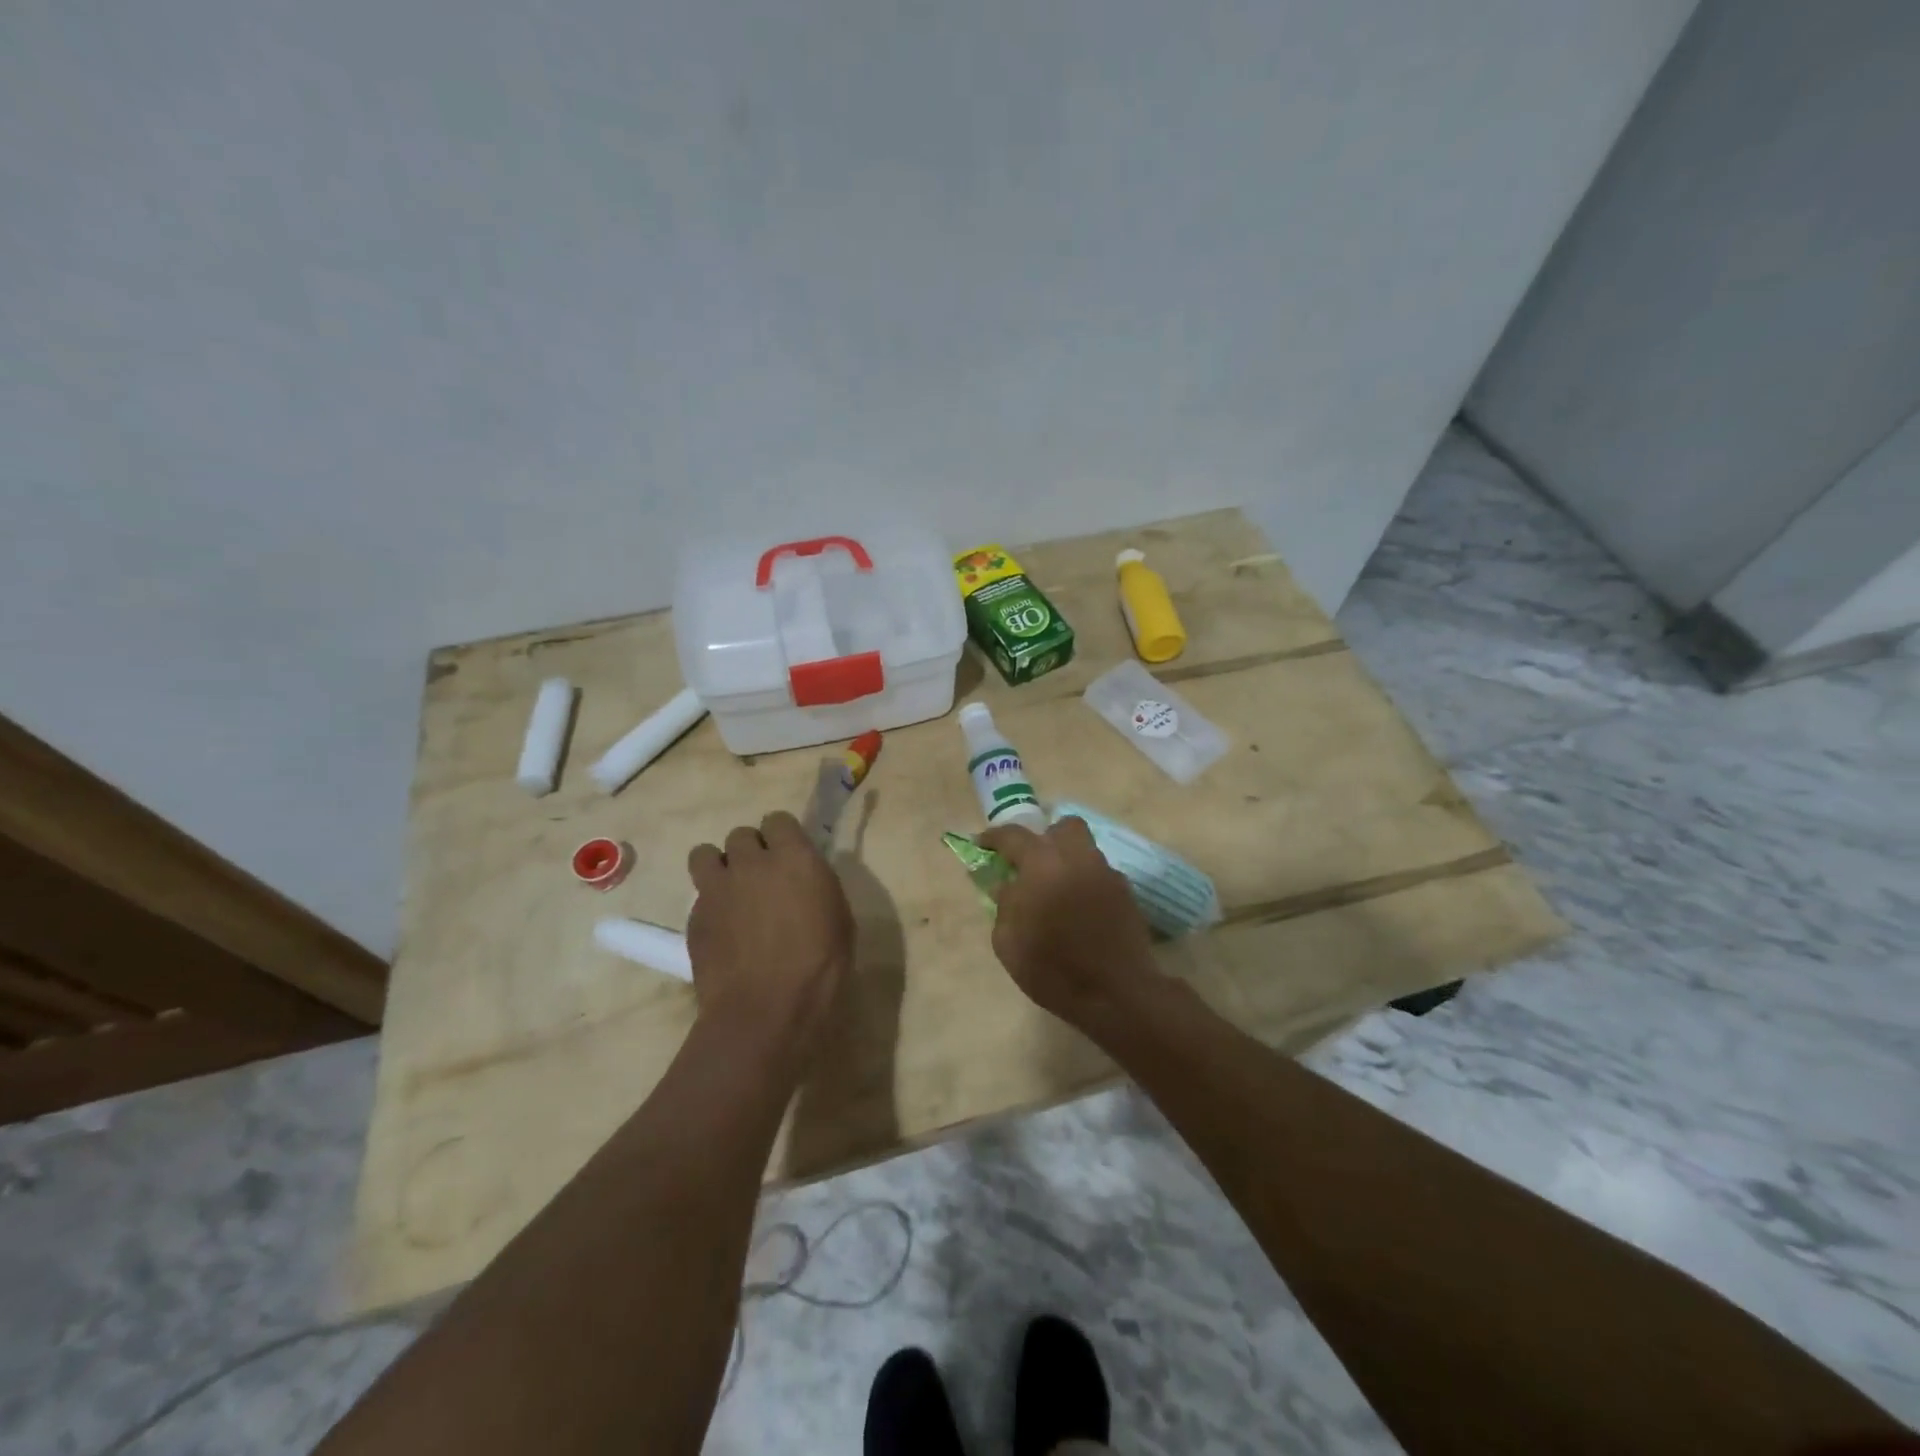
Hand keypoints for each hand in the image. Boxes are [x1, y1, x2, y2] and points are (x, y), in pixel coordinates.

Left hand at [686, 811, 853, 1061]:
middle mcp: (751, 862)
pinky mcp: (694, 917)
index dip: (781, 836)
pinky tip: (723, 931)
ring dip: (719, 866)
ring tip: (731, 893)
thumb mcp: (839, 918)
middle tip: (762, 879)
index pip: (778, 819)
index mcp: (794, 858)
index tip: (788, 856)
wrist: (766, 1011)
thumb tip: (804, 878)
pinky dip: (710, 905)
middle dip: (750, 851)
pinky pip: (698, 895)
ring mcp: (717, 888)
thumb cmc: (820, 967)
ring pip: (705, 854)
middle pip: (741, 834)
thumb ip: (817, 885)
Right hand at [976, 817, 1157, 1029]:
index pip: (1014, 836)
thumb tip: (1006, 886)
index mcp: (1043, 865)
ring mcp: (1106, 873)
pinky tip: (1079, 908)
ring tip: (1056, 888)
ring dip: (1067, 859)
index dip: (994, 837)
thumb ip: (1004, 905)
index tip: (982, 844)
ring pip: (1085, 848)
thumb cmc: (1053, 969)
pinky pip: (1100, 874)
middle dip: (1045, 838)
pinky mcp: (1126, 893)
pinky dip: (1085, 882)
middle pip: (1063, 827)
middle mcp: (1077, 859)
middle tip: (1032, 862)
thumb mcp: (1009, 942)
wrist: (1116, 994)